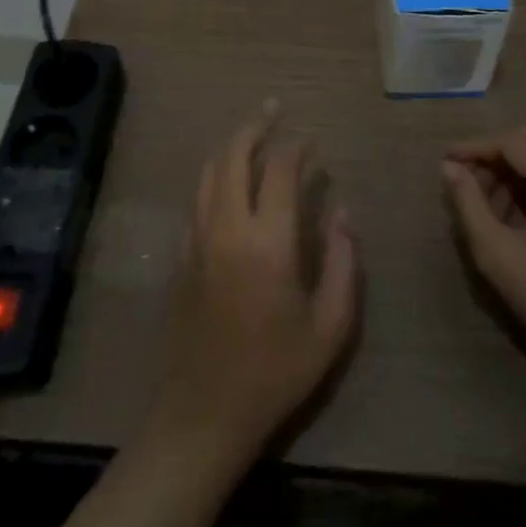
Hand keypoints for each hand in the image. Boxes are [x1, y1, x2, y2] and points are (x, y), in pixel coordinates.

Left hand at [152, 111, 359, 463]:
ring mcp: (198, 239)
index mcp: (267, 242)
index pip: (280, 170)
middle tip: (274, 112)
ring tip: (253, 138)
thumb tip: (341, 211)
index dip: (297, 147)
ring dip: (231, 147)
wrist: (203, 415)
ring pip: (209, 171)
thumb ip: (342, 262)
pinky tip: (230, 183)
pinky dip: (215, 177)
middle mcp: (227, 227)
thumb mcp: (329, 327)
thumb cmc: (275, 373)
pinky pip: (197, 199)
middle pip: (234, 155)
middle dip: (256, 127)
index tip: (312, 142)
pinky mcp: (182, 255)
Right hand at [442, 126, 525, 372]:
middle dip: (492, 156)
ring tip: (480, 201)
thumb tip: (448, 167)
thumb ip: (469, 204)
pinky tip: (506, 215)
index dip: (475, 147)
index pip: (512, 142)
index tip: (445, 161)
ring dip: (508, 171)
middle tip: (463, 177)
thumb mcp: (499, 254)